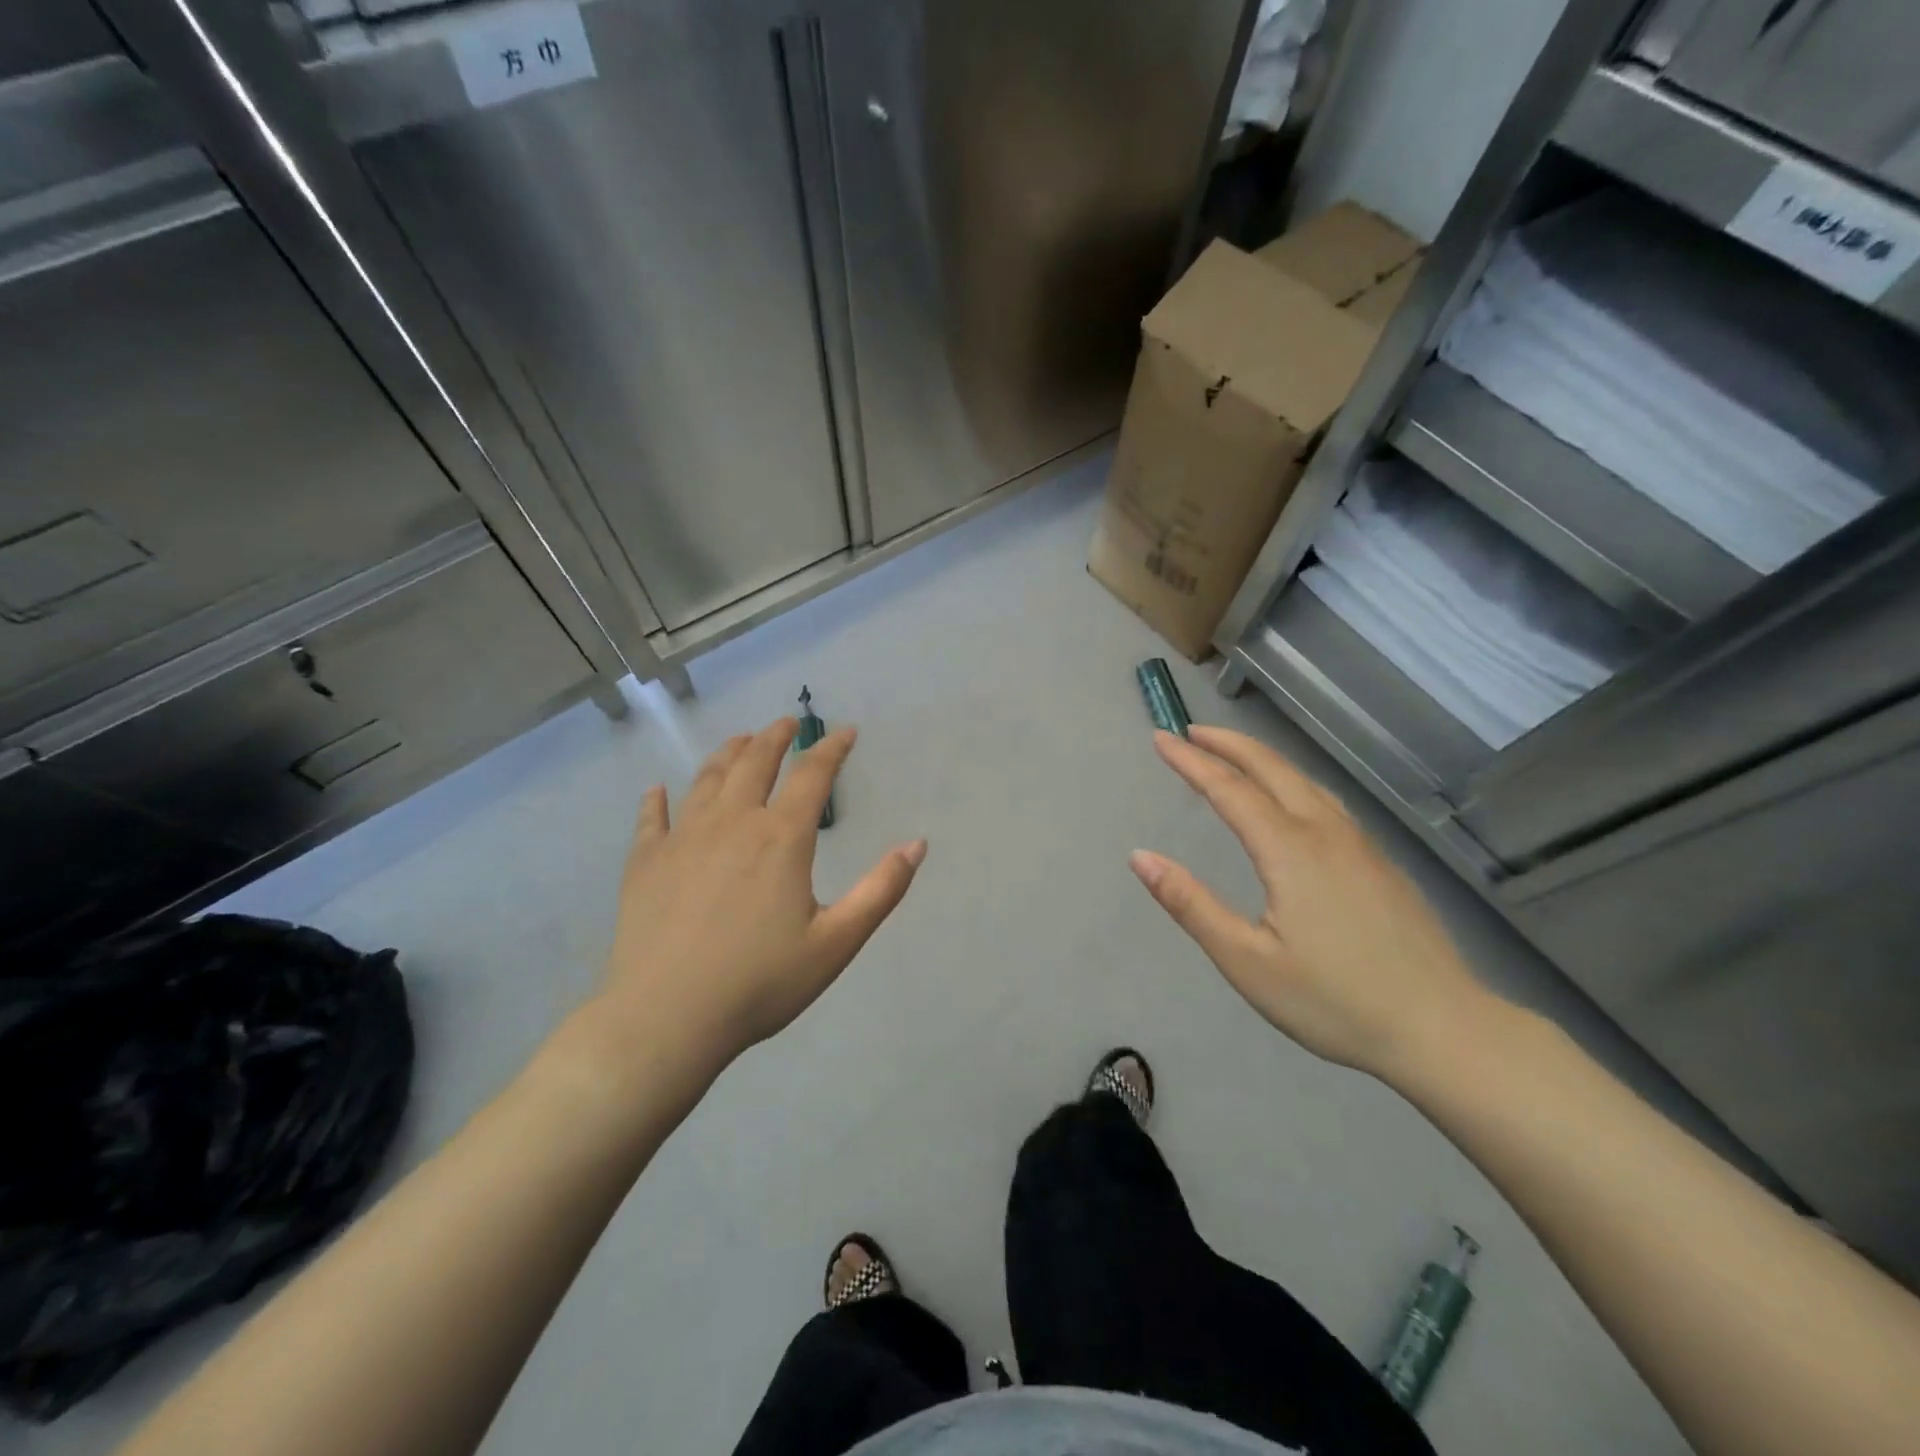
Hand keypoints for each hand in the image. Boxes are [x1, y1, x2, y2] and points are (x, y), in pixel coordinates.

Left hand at [595, 718, 926, 1075]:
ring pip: (707, 780)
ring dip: (727, 754)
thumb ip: (881, 890)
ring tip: (740, 741)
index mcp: (781, 838)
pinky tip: (657, 791)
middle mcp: (731, 823)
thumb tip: (917, 844)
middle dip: (775, 737)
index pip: (812, 775)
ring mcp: (683, 838)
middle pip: (754, 762)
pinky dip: (656, 800)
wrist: (667, 1018)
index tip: (845, 732)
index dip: (831, 749)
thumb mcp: (836, 942)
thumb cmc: (760, 982)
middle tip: (788, 723)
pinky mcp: (645, 862)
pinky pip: (651, 818)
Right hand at [1132, 726, 1492, 1079]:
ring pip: (1305, 781)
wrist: (1444, 1031)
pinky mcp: (1380, 864)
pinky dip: (1292, 781)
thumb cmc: (1334, 1001)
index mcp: (1290, 850)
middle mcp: (1326, 833)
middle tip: (1191, 732)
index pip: (1229, 788)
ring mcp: (1361, 846)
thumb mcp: (1246, 961)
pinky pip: (1327, 801)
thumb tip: (1140, 857)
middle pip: (1272, 769)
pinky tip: (1292, 799)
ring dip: (1262, 759)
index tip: (1160, 739)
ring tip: (1233, 755)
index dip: (1191, 761)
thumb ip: (1190, 904)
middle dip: (1228, 744)